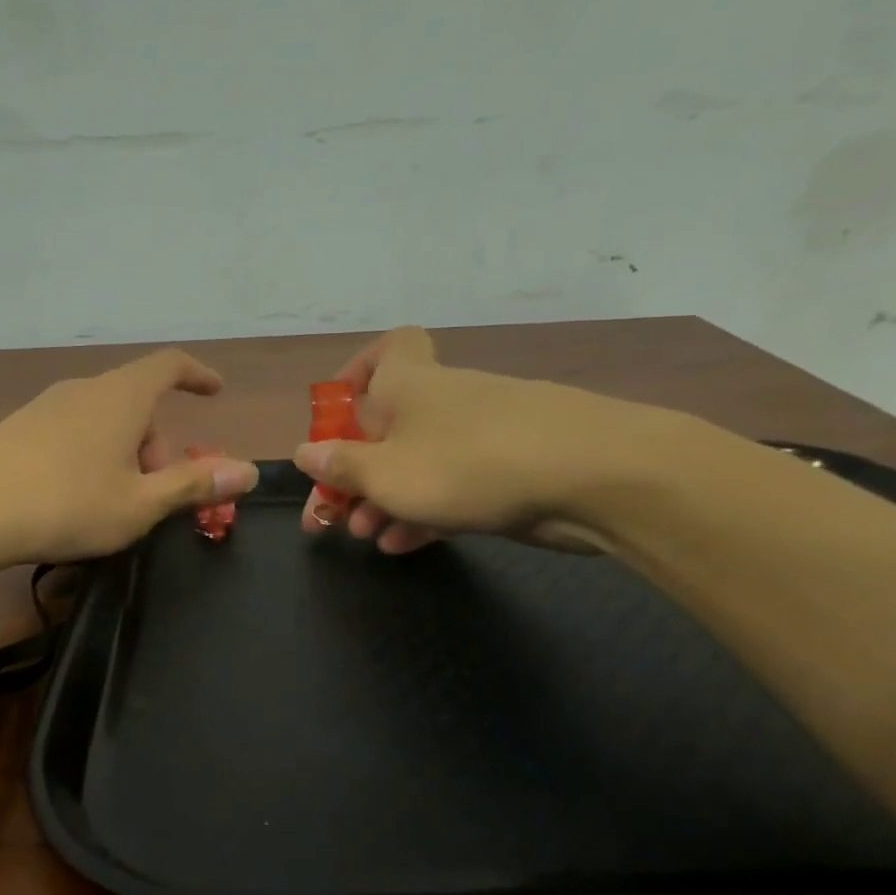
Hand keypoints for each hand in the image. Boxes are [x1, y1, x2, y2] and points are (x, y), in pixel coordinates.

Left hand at [0, 349, 258, 566]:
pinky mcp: (14, 430)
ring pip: (102, 420)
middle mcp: (82, 391)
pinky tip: (71, 499)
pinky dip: (89, 456)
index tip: (215, 392)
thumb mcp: (140, 504)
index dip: (197, 375)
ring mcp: (43, 408)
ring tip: (114, 503)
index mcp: (120, 397)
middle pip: (136, 403)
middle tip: (157, 494)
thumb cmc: (66, 504)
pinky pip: (70, 433)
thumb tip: (248, 471)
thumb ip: (194, 484)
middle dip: (157, 444)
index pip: (168, 365)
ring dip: (123, 454)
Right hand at [293, 327, 671, 552]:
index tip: (337, 412)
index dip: (358, 370)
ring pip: (417, 462)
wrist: (591, 477)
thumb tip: (304, 451)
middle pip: (388, 424)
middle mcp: (442, 401)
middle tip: (332, 514)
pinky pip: (451, 486)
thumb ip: (341, 465)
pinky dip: (424, 511)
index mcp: (408, 384)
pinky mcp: (506, 470)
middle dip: (356, 469)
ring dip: (385, 498)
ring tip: (364, 535)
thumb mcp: (387, 473)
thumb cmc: (468, 464)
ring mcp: (478, 436)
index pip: (388, 349)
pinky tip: (402, 546)